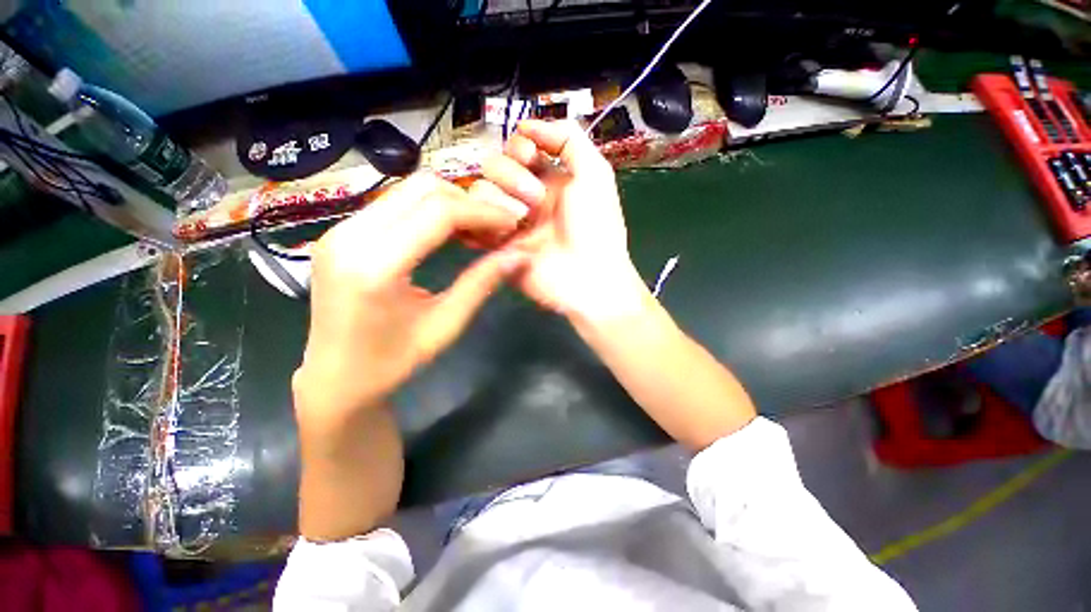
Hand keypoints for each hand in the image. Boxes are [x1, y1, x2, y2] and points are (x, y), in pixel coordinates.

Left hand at [293, 173, 524, 435]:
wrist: (335, 378)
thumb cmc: (393, 361)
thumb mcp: (446, 324)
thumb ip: (481, 283)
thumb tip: (519, 256)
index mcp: (375, 266)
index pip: (439, 212)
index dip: (483, 212)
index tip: (512, 223)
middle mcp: (350, 236)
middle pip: (423, 189)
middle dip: (469, 202)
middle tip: (497, 227)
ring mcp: (340, 230)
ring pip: (408, 190)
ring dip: (450, 204)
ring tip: (478, 230)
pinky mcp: (340, 232)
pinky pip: (394, 204)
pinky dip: (429, 211)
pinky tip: (449, 232)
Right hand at [473, 120, 649, 322]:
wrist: (589, 278)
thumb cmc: (597, 227)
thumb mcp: (595, 174)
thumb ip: (569, 139)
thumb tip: (528, 125)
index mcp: (548, 179)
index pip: (517, 148)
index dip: (519, 147)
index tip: (531, 158)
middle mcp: (525, 197)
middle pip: (493, 166)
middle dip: (512, 176)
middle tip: (535, 201)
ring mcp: (509, 222)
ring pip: (479, 192)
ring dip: (498, 201)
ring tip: (520, 222)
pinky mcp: (497, 247)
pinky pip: (472, 225)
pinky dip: (478, 222)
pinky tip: (498, 230)